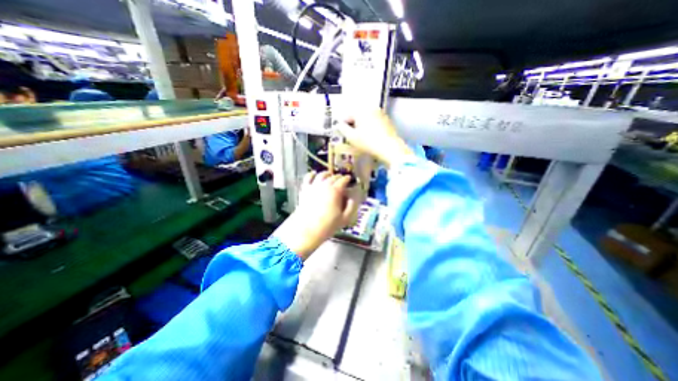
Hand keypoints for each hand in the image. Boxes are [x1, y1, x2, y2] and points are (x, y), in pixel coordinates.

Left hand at [272, 172, 362, 260]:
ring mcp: (313, 186)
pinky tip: (313, 173)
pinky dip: (311, 174)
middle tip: (341, 179)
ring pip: (321, 175)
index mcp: (336, 190)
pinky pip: (307, 178)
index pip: (343, 180)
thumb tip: (353, 198)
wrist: (308, 230)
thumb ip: (352, 206)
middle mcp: (325, 185)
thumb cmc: (328, 225)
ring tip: (329, 175)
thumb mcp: (345, 218)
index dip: (347, 179)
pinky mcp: (305, 190)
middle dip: (338, 177)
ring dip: (327, 174)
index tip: (349, 179)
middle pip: (333, 177)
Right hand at [338, 107, 412, 165]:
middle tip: (352, 137)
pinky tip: (370, 137)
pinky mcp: (387, 120)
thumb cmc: (368, 142)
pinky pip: (374, 122)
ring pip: (366, 119)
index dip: (342, 126)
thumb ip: (342, 129)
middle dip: (352, 125)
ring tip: (361, 138)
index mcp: (361, 110)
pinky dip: (370, 128)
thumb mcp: (352, 137)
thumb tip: (338, 125)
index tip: (342, 134)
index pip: (346, 116)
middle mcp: (371, 108)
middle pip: (356, 116)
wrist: (390, 148)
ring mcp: (380, 113)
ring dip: (361, 126)